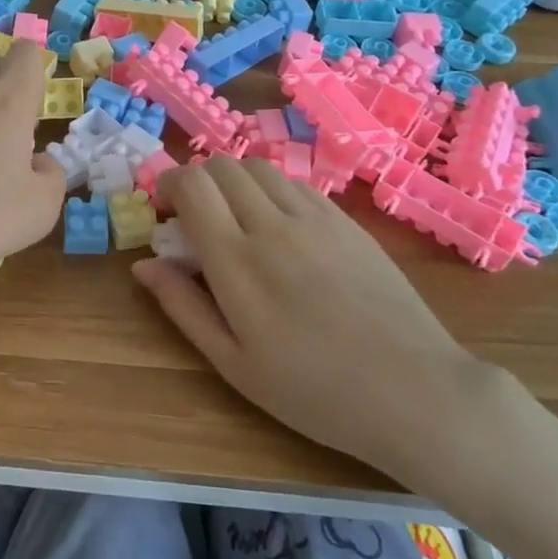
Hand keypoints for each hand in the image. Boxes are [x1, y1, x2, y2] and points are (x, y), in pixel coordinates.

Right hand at [131, 155, 496, 485]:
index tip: (165, 209)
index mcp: (236, 260)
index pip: (192, 185)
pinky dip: (272, 189)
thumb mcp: (233, 362)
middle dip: (198, 180)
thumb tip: (143, 264)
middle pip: (222, 166)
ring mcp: (314, 218)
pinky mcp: (346, 221)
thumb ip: (182, 306)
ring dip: (234, 181)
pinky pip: (295, 183)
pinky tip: (279, 225)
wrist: (414, 392)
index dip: (169, 184)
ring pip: (258, 167)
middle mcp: (272, 224)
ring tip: (237, 218)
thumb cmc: (313, 390)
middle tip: (197, 217)